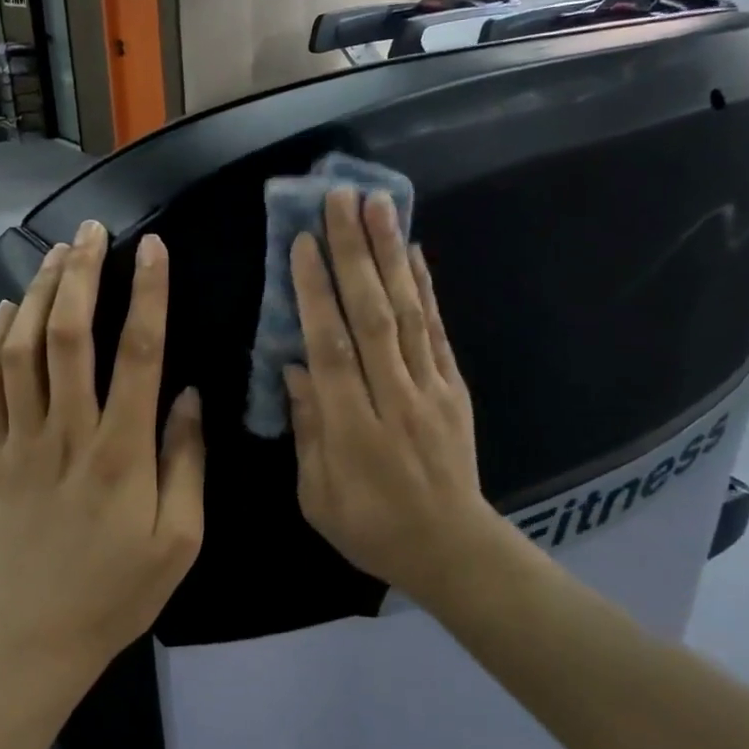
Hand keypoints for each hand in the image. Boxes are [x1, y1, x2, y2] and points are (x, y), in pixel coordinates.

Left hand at [0, 220, 205, 672]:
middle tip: (93, 230)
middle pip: (70, 336)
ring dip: (37, 295)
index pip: (139, 354)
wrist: (43, 632)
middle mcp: (68, 434)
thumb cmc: (123, 589)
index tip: (153, 249)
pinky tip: (7, 309)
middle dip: (81, 275)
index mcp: (123, 453)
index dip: (148, 295)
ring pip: (22, 351)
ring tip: (54, 253)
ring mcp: (22, 442)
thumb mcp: (182, 538)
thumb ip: (187, 461)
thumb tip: (189, 393)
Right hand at [285, 188, 500, 599]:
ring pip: (408, 313)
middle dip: (354, 254)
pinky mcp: (455, 388)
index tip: (301, 244)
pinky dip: (426, 289)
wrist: (452, 549)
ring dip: (391, 255)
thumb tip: (293, 368)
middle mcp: (395, 399)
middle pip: (372, 317)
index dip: (315, 295)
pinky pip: (439, 331)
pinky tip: (413, 252)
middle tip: (340, 200)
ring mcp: (432, 390)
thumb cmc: (371, 528)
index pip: (331, 349)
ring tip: (379, 205)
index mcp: (354, 430)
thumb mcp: (318, 495)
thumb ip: (307, 429)